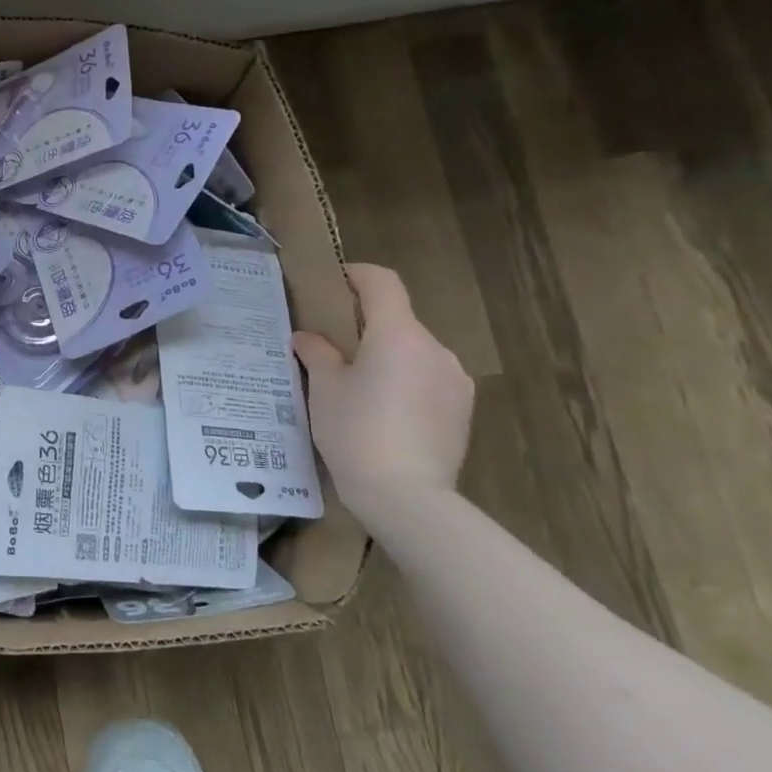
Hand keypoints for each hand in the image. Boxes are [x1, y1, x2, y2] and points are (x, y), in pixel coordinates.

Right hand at [293, 264, 473, 519]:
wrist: (407, 496)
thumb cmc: (356, 431)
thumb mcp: (324, 389)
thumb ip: (317, 353)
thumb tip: (308, 337)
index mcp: (398, 334)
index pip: (383, 283)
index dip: (358, 274)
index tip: (335, 281)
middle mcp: (434, 348)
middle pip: (399, 320)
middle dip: (368, 326)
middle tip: (335, 348)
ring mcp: (454, 380)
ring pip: (415, 352)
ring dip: (390, 357)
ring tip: (360, 388)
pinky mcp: (463, 410)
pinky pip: (429, 380)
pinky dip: (407, 382)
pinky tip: (385, 413)